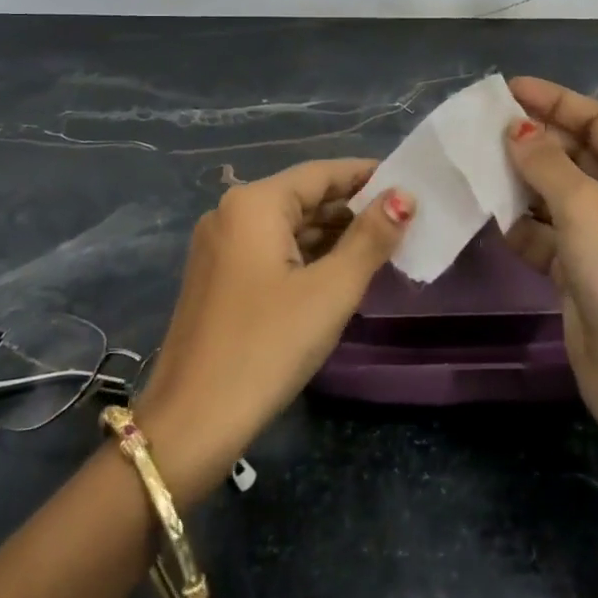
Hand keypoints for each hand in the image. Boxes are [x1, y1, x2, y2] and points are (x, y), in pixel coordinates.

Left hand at [134, 160, 414, 506]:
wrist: (190, 425)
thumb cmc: (267, 346)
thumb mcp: (330, 291)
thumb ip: (370, 238)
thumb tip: (404, 196)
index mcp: (255, 203)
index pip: (321, 173)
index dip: (366, 175)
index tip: (408, 182)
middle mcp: (231, 213)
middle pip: (303, 197)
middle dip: (352, 209)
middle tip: (403, 222)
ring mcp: (219, 247)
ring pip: (287, 227)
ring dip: (331, 236)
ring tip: (381, 248)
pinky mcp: (216, 279)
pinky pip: (270, 251)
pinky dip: (305, 257)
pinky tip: (337, 274)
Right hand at [501, 77, 597, 450]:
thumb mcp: (585, 208)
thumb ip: (547, 163)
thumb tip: (517, 129)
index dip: (556, 100)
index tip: (509, 89)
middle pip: (575, 153)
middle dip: (533, 139)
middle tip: (483, 127)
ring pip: (554, 192)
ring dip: (520, 179)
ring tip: (477, 163)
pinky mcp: (577, 268)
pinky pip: (543, 231)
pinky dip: (519, 222)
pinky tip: (489, 214)